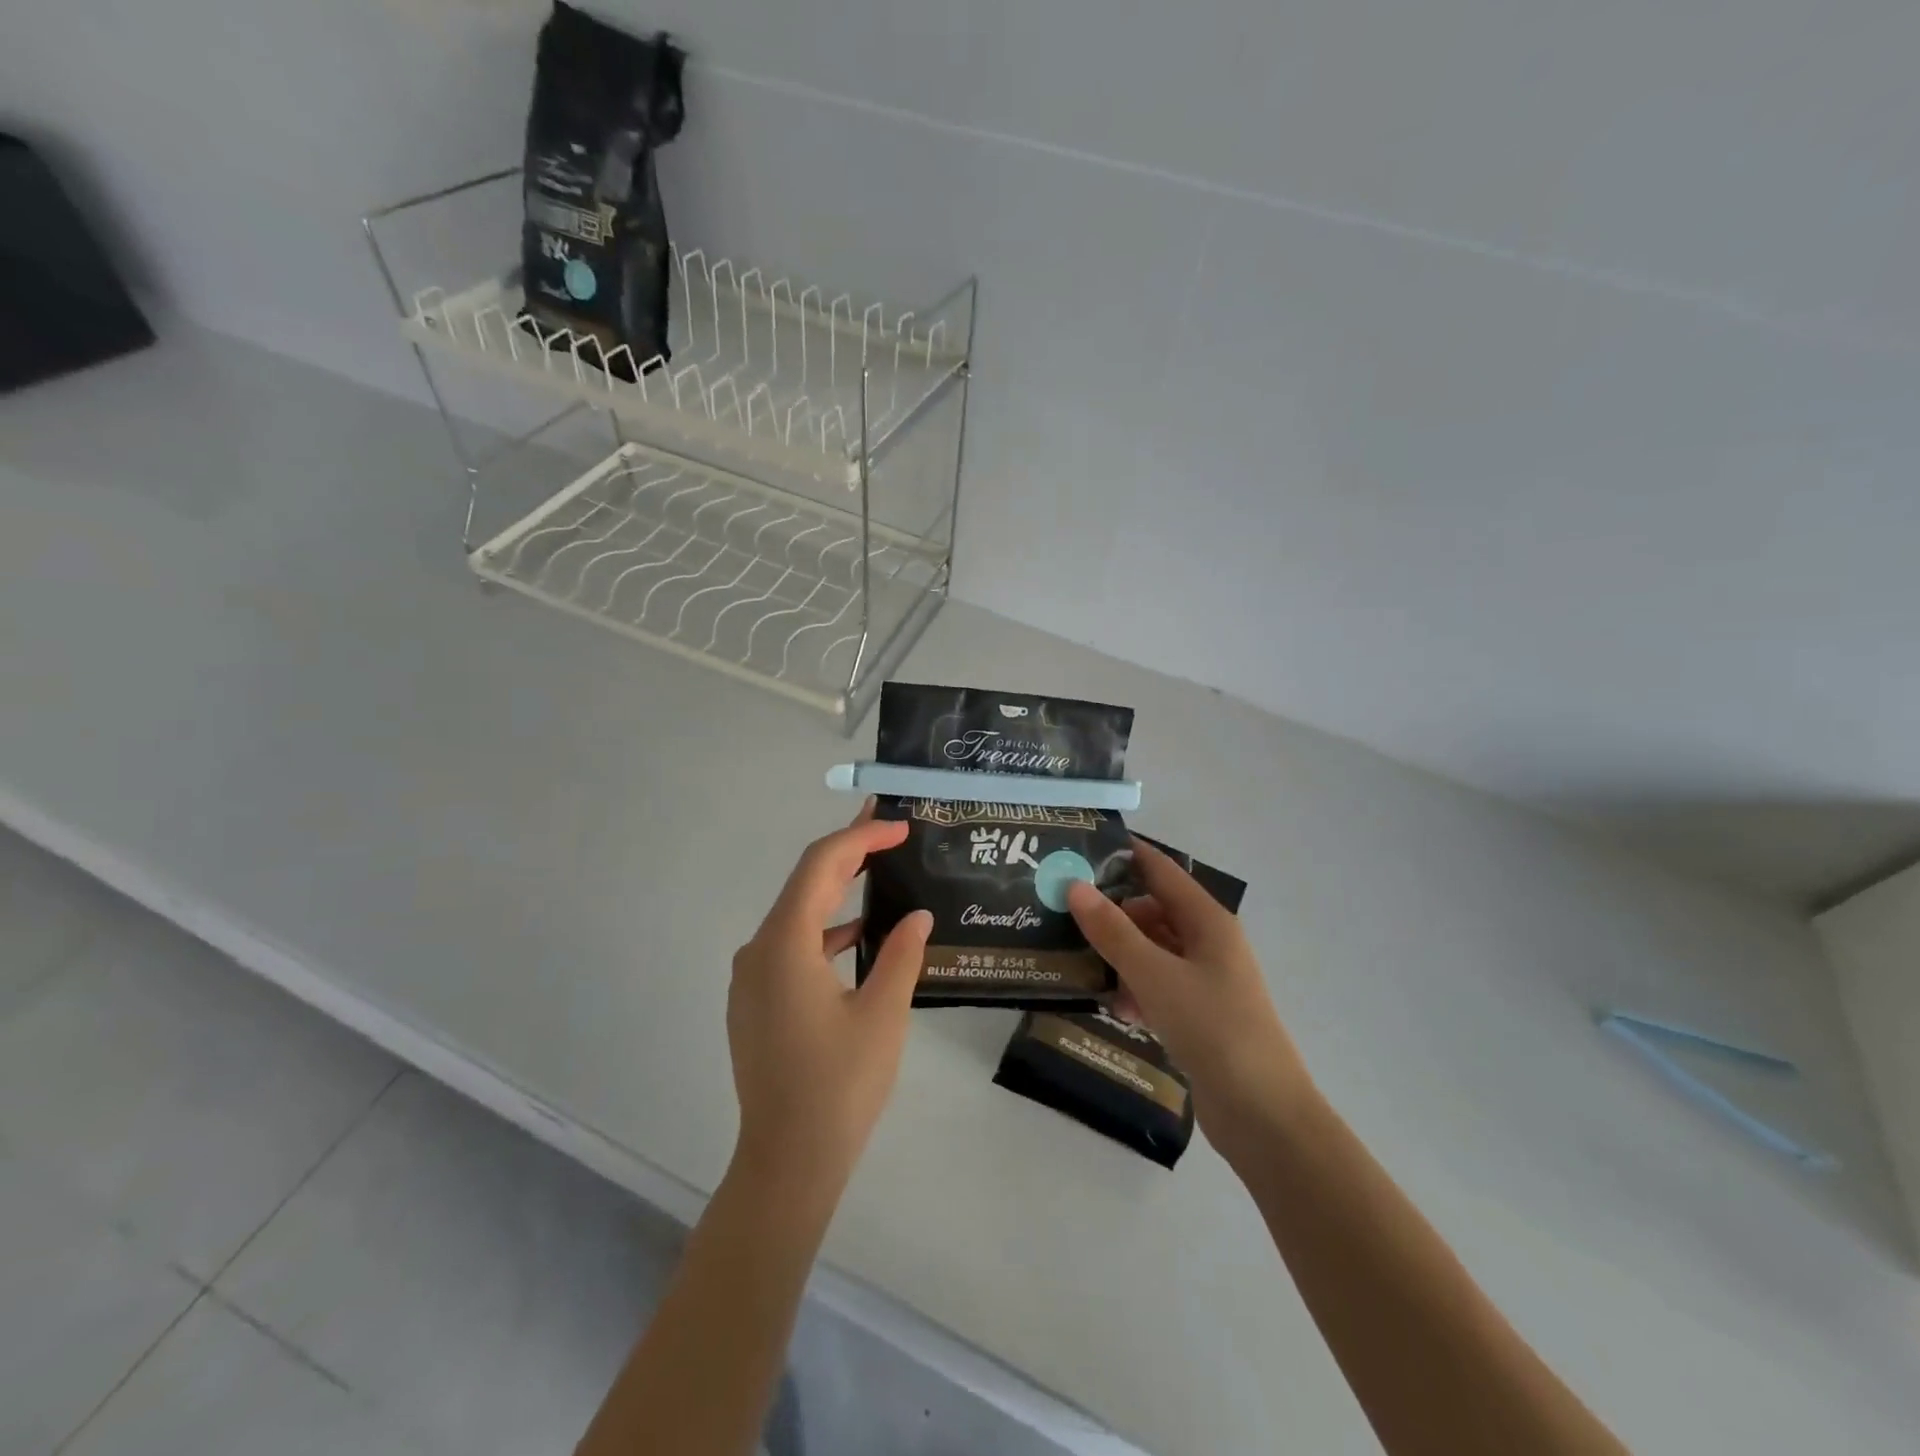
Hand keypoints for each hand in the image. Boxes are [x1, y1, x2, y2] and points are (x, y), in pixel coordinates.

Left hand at [727, 802, 933, 1208]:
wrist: (786, 1163)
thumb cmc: (839, 1086)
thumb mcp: (883, 1015)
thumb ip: (901, 955)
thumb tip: (917, 916)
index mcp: (784, 944)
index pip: (820, 866)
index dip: (859, 838)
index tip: (898, 825)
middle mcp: (758, 951)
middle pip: (805, 884)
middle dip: (847, 852)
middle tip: (889, 829)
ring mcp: (751, 978)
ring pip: (797, 915)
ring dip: (836, 891)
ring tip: (879, 871)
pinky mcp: (756, 1002)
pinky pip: (791, 946)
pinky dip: (824, 931)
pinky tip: (858, 936)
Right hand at [1066, 838, 1312, 1160]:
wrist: (1263, 1114)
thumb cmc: (1213, 1028)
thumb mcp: (1155, 974)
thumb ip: (1113, 931)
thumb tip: (1075, 887)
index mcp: (1207, 920)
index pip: (1160, 870)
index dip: (1125, 854)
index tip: (1081, 847)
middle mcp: (1208, 942)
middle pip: (1153, 910)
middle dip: (1112, 911)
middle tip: (1063, 912)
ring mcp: (1206, 980)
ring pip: (1153, 950)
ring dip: (1120, 954)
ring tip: (1075, 958)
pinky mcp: (1199, 1015)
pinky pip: (1159, 986)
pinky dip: (1136, 989)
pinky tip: (1113, 1006)